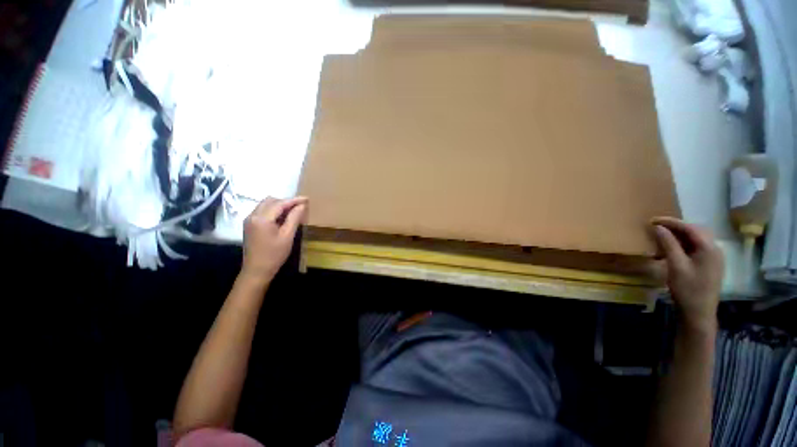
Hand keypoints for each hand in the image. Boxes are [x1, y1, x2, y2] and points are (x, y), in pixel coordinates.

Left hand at [240, 196, 307, 284]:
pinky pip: (262, 211)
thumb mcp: (287, 236)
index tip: (306, 199)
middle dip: (286, 202)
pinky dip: (273, 211)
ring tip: (293, 212)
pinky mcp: (249, 225)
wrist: (256, 271)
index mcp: (262, 218)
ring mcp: (249, 220)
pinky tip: (282, 218)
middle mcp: (252, 215)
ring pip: (265, 205)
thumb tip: (302, 206)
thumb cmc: (274, 255)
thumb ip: (294, 218)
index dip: (294, 200)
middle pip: (270, 201)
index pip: (280, 204)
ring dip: (279, 205)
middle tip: (300, 207)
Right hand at [652, 217, 723, 329]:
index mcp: (709, 248)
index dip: (671, 222)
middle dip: (675, 227)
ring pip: (695, 239)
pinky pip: (696, 248)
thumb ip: (668, 244)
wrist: (699, 313)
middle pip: (695, 231)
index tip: (652, 220)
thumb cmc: (687, 289)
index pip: (690, 228)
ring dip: (679, 236)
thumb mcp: (675, 266)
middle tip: (656, 228)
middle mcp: (715, 249)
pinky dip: (683, 245)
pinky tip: (672, 250)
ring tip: (662, 238)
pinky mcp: (710, 265)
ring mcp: (714, 258)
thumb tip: (658, 227)